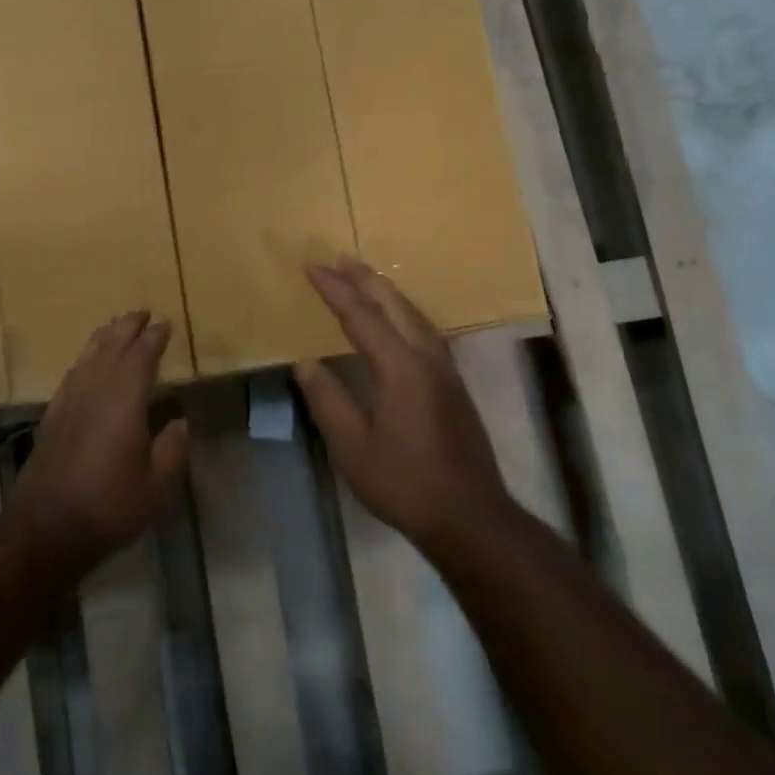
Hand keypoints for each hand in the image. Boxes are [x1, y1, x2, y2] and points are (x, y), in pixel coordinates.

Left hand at [14, 311, 189, 567]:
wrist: (47, 528)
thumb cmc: (109, 507)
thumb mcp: (157, 487)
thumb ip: (172, 449)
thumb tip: (179, 421)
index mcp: (123, 402)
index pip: (141, 358)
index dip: (154, 339)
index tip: (165, 324)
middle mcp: (94, 392)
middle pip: (111, 348)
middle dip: (128, 328)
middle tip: (142, 313)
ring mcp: (69, 402)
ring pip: (88, 357)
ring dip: (104, 337)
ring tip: (116, 325)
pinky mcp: (52, 417)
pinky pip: (71, 374)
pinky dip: (84, 359)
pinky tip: (86, 363)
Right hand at [294, 258, 511, 548]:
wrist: (469, 516)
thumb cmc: (404, 483)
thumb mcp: (353, 447)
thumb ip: (328, 400)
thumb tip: (305, 363)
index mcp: (401, 368)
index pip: (361, 316)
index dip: (335, 290)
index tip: (312, 266)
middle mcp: (428, 359)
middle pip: (395, 305)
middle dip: (365, 279)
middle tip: (340, 257)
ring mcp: (446, 371)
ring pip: (416, 316)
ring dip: (389, 293)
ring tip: (367, 278)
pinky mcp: (455, 386)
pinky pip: (426, 332)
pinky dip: (405, 313)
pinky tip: (399, 321)